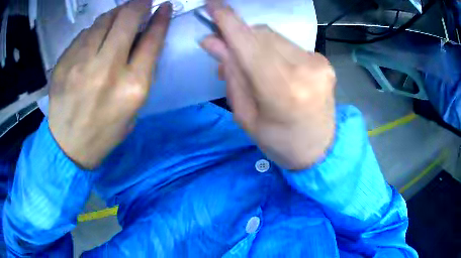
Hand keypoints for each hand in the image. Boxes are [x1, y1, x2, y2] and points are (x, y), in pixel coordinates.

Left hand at [49, 0, 171, 168]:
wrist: (68, 147)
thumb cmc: (105, 132)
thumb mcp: (133, 109)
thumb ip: (139, 71)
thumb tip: (137, 37)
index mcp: (133, 87)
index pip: (152, 39)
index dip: (161, 18)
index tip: (163, 5)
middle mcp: (107, 70)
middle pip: (127, 19)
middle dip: (138, 4)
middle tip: (142, 1)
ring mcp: (81, 64)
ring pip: (103, 21)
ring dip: (114, 14)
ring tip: (117, 17)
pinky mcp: (63, 64)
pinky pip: (83, 35)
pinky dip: (93, 31)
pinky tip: (93, 40)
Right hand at [200, 5, 335, 169]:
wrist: (320, 150)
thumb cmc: (279, 142)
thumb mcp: (246, 116)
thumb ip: (232, 75)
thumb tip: (212, 42)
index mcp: (283, 91)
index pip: (249, 44)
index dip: (227, 21)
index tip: (212, 3)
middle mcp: (304, 69)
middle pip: (261, 35)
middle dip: (239, 37)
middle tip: (225, 53)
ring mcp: (318, 63)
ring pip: (274, 37)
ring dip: (255, 44)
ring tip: (251, 66)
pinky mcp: (324, 61)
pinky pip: (288, 44)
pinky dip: (273, 50)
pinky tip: (274, 67)